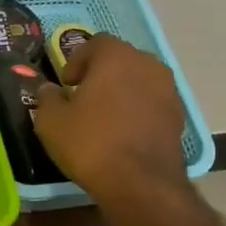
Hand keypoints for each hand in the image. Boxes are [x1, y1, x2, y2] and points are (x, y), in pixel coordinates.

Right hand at [33, 35, 189, 204]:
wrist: (140, 183)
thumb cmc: (90, 143)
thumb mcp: (51, 122)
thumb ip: (47, 98)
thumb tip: (49, 90)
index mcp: (116, 57)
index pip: (96, 42)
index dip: (77, 60)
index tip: (66, 84)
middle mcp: (148, 65)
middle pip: (121, 59)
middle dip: (101, 73)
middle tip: (83, 97)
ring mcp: (168, 90)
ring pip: (139, 81)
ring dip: (122, 92)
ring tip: (104, 117)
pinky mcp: (178, 116)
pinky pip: (152, 103)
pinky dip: (137, 110)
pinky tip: (123, 133)